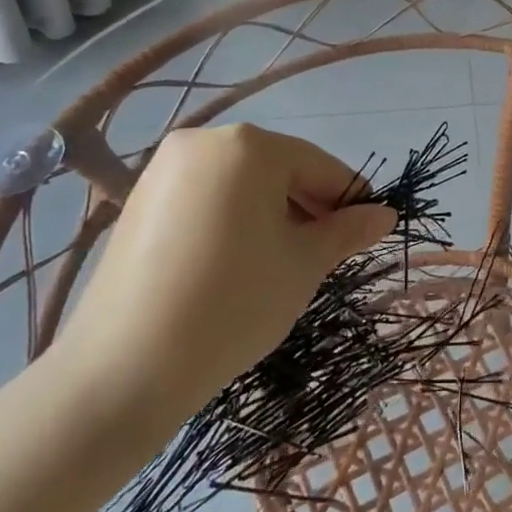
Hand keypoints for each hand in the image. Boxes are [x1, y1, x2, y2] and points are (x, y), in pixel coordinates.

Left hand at [53, 125, 395, 431]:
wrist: (126, 368)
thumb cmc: (234, 303)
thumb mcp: (304, 265)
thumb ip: (347, 231)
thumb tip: (385, 215)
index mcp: (248, 146)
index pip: (319, 165)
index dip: (349, 199)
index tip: (369, 231)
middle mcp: (203, 143)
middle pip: (278, 169)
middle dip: (310, 206)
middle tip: (327, 253)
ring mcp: (164, 171)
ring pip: (242, 184)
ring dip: (273, 214)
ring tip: (285, 261)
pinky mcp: (139, 203)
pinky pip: (207, 199)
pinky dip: (234, 220)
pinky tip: (241, 263)